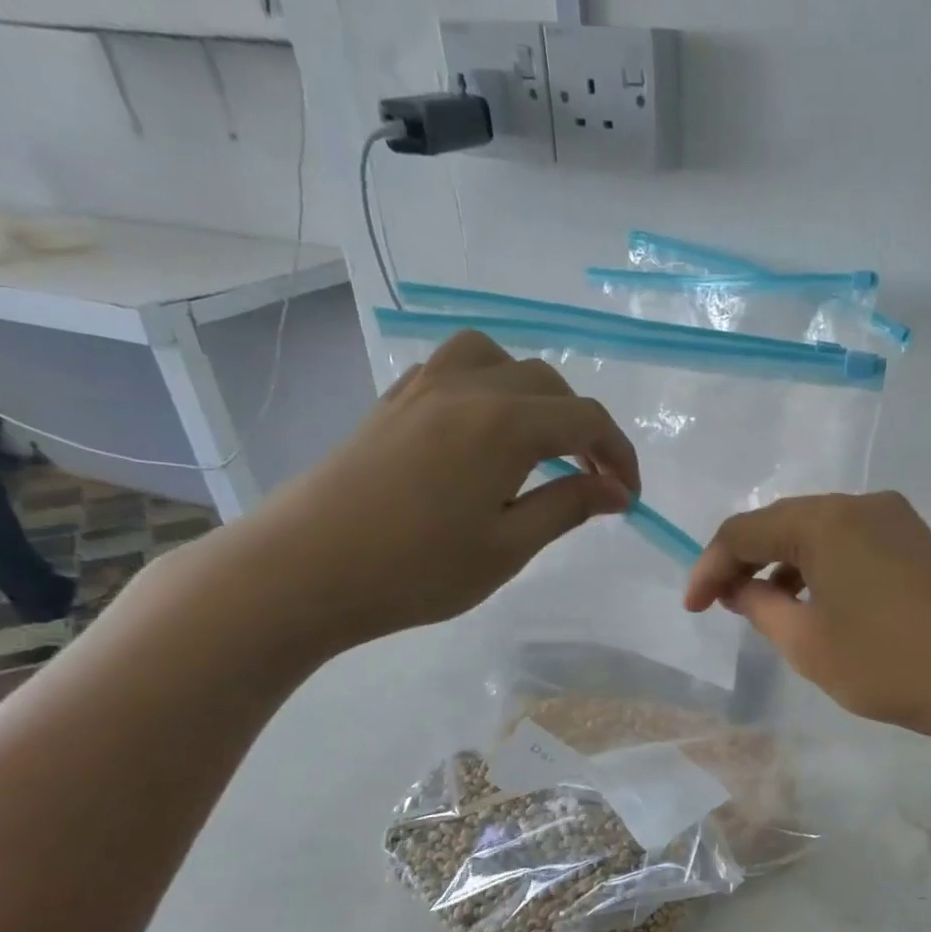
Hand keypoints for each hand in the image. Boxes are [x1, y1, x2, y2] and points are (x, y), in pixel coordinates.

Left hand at [252, 330, 637, 652]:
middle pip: (549, 384)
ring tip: (537, 441)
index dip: (619, 454)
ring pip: (497, 360)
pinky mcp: (391, 402)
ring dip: (533, 394)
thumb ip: (567, 507)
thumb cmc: (416, 570)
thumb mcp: (508, 547)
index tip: (627, 497)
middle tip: (591, 480)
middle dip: (583, 428)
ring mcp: (422, 389)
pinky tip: (481, 433)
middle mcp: (468, 389)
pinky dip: (487, 388)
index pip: (587, 419)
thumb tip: (615, 491)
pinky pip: (453, 369)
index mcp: (505, 424)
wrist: (303, 571)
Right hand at [685, 491, 930, 740]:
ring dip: (784, 564)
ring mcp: (894, 518)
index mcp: (825, 520)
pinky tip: (817, 601)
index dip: (709, 568)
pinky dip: (822, 566)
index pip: (745, 531)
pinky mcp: (916, 539)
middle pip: (781, 523)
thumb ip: (760, 607)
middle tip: (723, 605)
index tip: (693, 609)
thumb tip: (738, 588)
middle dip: (745, 562)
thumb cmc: (888, 665)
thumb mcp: (807, 643)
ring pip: (818, 532)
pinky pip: (851, 541)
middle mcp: (859, 504)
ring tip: (766, 608)